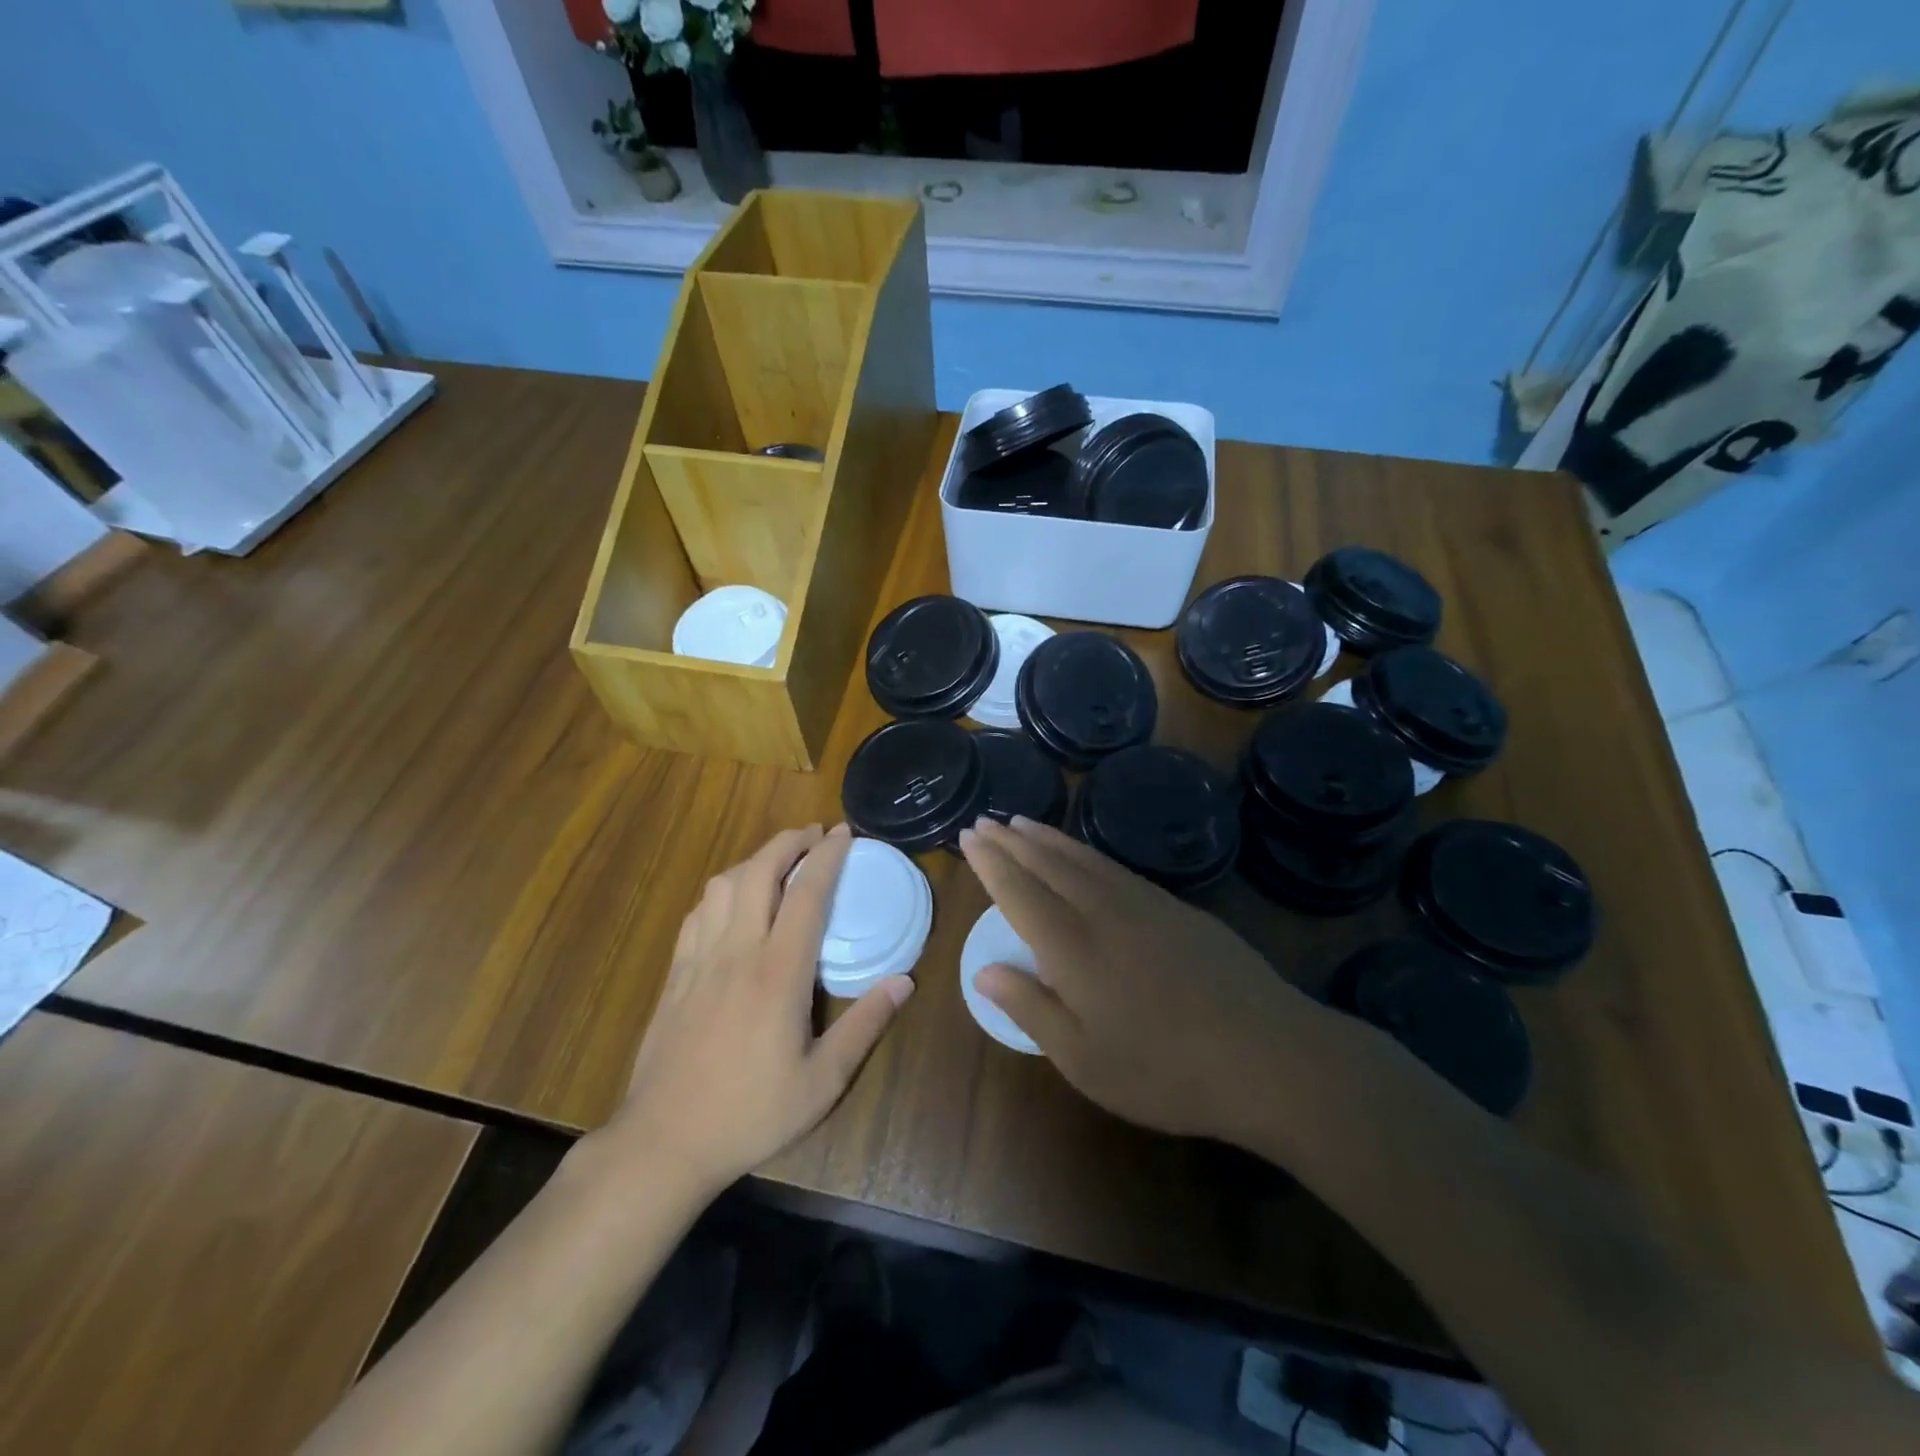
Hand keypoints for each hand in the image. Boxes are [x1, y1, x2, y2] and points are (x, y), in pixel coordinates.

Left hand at [608, 824, 911, 1194]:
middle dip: (788, 841)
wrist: (664, 1142)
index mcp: (778, 973)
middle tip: (815, 834)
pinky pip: (698, 912)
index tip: (845, 833)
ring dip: (753, 860)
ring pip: (722, 885)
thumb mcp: (822, 1082)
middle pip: (758, 872)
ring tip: (778, 861)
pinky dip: (722, 890)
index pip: (806, 894)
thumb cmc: (751, 1113)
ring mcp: (699, 959)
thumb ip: (865, 1026)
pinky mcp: (676, 973)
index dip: (827, 856)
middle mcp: (737, 951)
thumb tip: (905, 980)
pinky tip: (732, 901)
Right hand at [958, 815, 1330, 1147]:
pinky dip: (1086, 852)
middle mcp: (1102, 911)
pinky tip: (1083, 855)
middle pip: (1047, 864)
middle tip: (985, 820)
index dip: (990, 862)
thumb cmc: (1165, 1069)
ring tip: (1022, 822)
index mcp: (1072, 946)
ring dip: (1047, 837)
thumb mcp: (1084, 1059)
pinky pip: (1115, 867)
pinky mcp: (1177, 908)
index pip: (1018, 891)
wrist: (1267, 1055)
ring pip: (1083, 858)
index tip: (968, 836)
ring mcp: (1144, 904)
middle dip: (1011, 840)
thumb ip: (1030, 1008)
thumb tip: (983, 971)